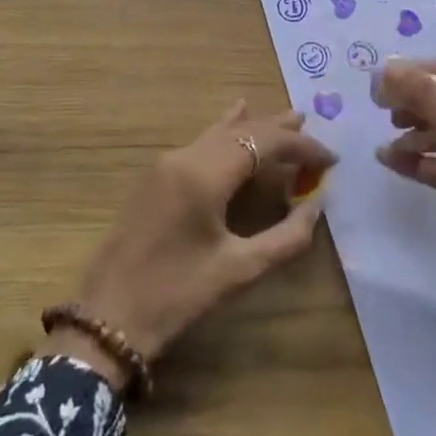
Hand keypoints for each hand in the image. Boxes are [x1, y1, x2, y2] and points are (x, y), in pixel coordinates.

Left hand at [48, 102, 334, 382]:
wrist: (105, 319)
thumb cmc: (174, 296)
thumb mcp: (237, 272)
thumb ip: (284, 238)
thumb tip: (317, 206)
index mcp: (205, 174)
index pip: (264, 143)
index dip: (301, 148)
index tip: (330, 160)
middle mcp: (186, 156)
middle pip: (243, 130)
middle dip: (280, 131)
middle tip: (314, 132)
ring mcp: (166, 162)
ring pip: (220, 132)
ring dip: (255, 127)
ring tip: (288, 120)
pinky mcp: (156, 176)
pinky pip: (201, 141)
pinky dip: (227, 131)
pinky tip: (235, 116)